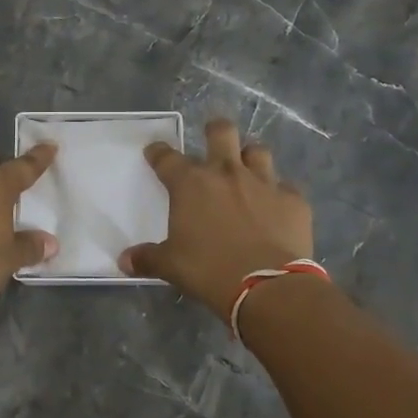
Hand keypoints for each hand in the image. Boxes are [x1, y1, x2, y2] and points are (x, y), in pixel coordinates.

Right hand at [118, 119, 313, 317]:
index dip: (158, 152)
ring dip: (249, 157)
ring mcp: (264, 182)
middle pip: (221, 132)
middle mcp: (227, 173)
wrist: (267, 287)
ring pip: (257, 151)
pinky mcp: (293, 199)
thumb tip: (124, 260)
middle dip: (214, 130)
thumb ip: (147, 258)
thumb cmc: (209, 271)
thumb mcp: (171, 267)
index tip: (154, 151)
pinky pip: (285, 187)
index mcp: (191, 184)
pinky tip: (275, 208)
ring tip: (246, 170)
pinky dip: (278, 194)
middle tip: (211, 140)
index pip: (167, 158)